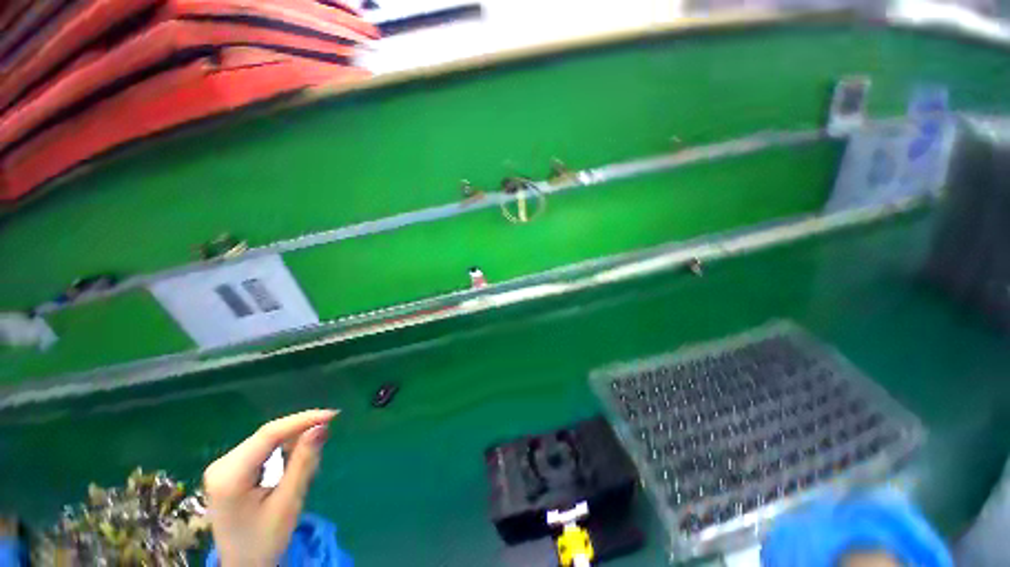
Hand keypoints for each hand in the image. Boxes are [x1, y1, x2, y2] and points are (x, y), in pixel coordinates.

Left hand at [203, 409, 336, 566]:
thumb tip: (321, 427)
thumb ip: (303, 462)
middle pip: (266, 436)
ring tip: (312, 453)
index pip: (269, 435)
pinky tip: (295, 458)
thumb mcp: (288, 502)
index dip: (302, 420)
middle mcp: (221, 465)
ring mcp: (222, 467)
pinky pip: (262, 448)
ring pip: (266, 440)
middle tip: (327, 434)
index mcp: (229, 476)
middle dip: (299, 431)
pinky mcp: (228, 470)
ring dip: (292, 440)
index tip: (332, 415)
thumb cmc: (265, 540)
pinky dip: (283, 449)